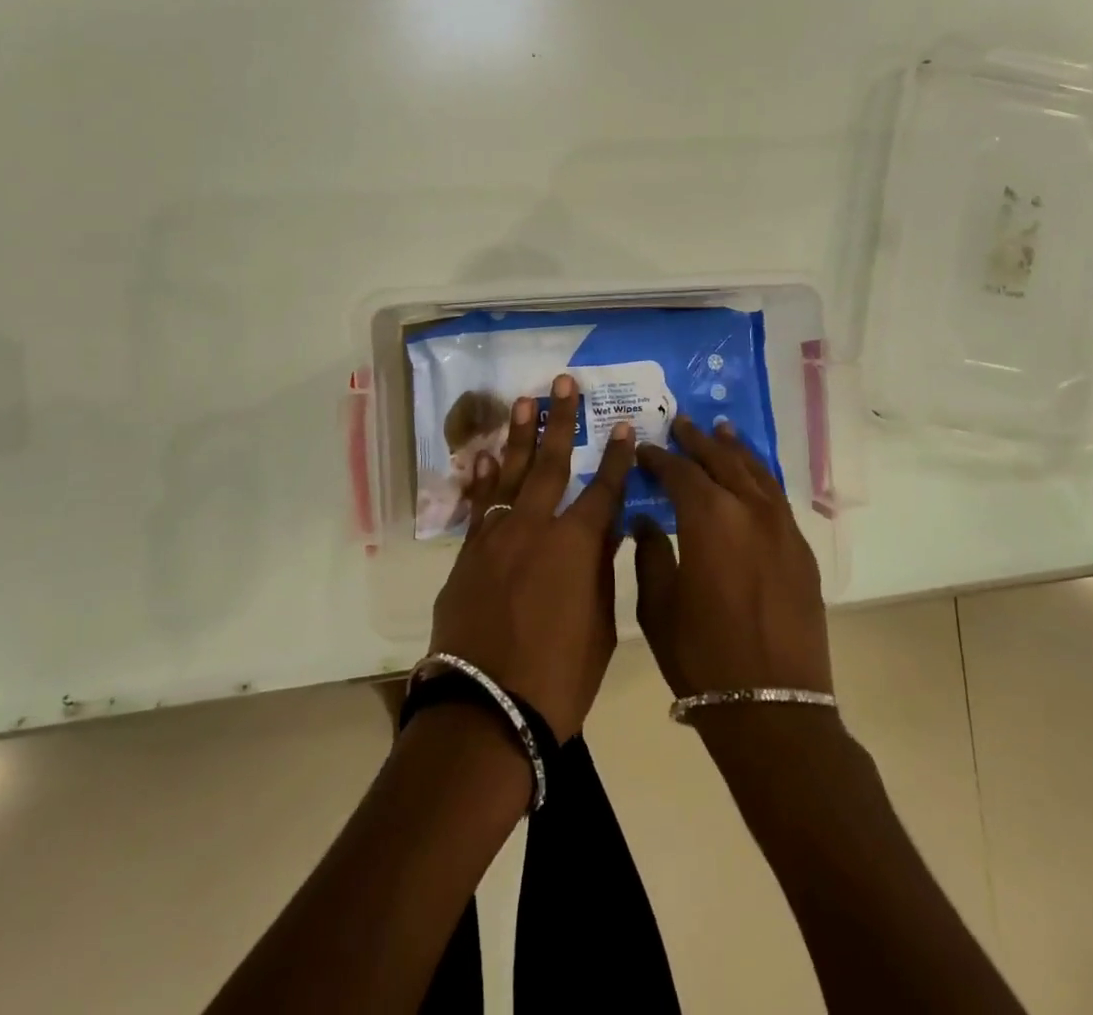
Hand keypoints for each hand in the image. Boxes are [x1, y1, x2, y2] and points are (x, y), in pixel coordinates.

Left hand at [427, 374, 635, 741]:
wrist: (487, 710)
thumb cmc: (559, 678)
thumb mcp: (599, 626)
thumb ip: (600, 571)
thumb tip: (607, 532)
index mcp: (576, 545)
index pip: (604, 489)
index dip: (617, 457)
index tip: (625, 427)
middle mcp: (534, 526)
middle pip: (552, 463)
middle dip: (561, 420)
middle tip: (564, 383)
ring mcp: (495, 536)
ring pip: (509, 473)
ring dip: (519, 435)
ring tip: (525, 401)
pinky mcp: (467, 553)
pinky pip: (479, 506)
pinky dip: (483, 479)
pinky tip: (484, 456)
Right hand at [633, 418, 832, 699]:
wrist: (773, 708)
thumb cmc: (702, 657)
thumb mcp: (657, 606)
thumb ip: (650, 554)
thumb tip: (646, 522)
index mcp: (709, 518)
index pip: (680, 473)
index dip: (659, 459)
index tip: (644, 450)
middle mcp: (749, 510)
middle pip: (721, 461)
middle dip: (698, 441)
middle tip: (681, 423)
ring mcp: (782, 529)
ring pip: (756, 473)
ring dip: (735, 451)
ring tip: (721, 431)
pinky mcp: (801, 551)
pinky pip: (776, 498)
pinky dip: (760, 478)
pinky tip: (751, 476)